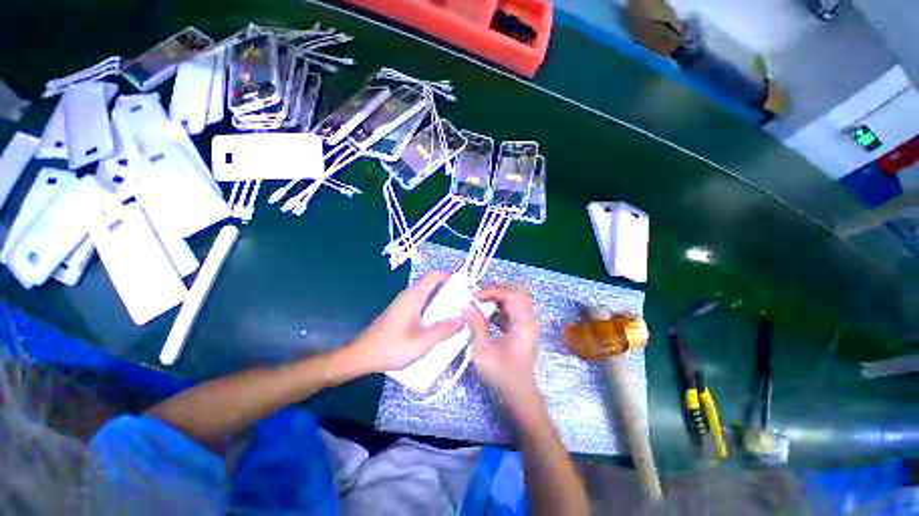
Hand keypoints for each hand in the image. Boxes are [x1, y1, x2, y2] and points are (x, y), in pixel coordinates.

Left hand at [347, 271, 463, 372]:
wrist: (361, 356)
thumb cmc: (390, 348)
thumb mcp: (421, 343)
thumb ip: (443, 330)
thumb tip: (463, 318)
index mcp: (414, 297)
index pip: (434, 275)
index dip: (450, 277)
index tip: (465, 287)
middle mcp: (409, 295)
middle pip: (433, 283)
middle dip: (450, 289)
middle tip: (465, 302)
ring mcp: (405, 302)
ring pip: (428, 293)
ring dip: (443, 299)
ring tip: (457, 312)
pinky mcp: (402, 311)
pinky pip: (423, 301)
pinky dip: (434, 306)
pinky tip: (440, 321)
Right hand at [465, 284, 540, 409]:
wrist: (518, 394)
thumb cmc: (501, 374)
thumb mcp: (483, 350)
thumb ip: (476, 325)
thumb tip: (467, 305)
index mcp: (523, 324)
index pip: (511, 294)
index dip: (492, 291)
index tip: (475, 296)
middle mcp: (529, 320)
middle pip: (517, 292)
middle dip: (496, 289)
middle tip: (478, 293)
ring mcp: (527, 323)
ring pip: (515, 299)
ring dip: (498, 296)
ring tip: (480, 300)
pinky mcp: (522, 328)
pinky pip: (513, 309)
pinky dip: (499, 306)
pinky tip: (486, 312)